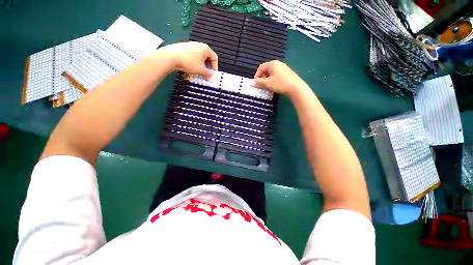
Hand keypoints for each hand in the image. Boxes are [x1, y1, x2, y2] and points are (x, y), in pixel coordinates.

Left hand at [159, 42, 217, 78]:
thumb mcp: (201, 71)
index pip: (214, 58)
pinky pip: (193, 56)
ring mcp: (191, 45)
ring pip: (200, 57)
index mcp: (205, 48)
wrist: (171, 57)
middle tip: (206, 74)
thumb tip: (212, 78)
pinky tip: (190, 68)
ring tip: (198, 72)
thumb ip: (209, 75)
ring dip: (201, 66)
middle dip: (208, 67)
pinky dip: (194, 63)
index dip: (215, 67)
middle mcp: (199, 45)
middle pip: (207, 57)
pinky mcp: (184, 47)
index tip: (212, 75)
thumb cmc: (189, 63)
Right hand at [253, 60, 307, 94]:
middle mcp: (278, 64)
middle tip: (261, 85)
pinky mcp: (287, 73)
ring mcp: (284, 68)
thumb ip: (259, 82)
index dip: (257, 75)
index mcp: (272, 64)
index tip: (256, 83)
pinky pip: (277, 75)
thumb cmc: (280, 83)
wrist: (296, 87)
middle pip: (266, 70)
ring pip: (272, 73)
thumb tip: (253, 82)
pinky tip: (274, 86)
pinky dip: (273, 80)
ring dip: (267, 80)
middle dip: (262, 78)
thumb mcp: (268, 84)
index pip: (261, 67)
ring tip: (267, 87)